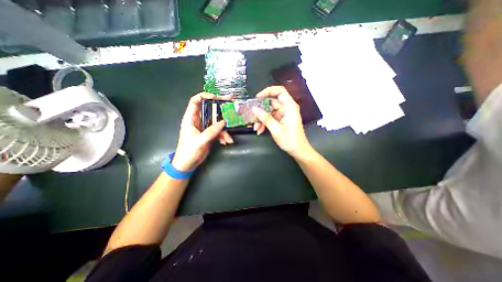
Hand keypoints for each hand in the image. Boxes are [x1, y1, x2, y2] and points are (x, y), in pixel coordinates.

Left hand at [171, 94, 234, 170]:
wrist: (188, 164)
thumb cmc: (188, 152)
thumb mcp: (200, 141)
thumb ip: (211, 131)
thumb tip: (223, 122)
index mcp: (191, 119)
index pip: (195, 102)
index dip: (204, 96)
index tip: (215, 97)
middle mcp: (198, 121)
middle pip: (209, 109)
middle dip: (220, 107)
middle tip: (232, 103)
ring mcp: (205, 127)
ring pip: (217, 122)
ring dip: (224, 129)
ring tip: (228, 139)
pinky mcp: (210, 134)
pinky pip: (219, 131)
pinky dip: (223, 136)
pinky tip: (226, 142)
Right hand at [253, 85, 312, 158]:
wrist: (298, 151)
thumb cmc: (290, 140)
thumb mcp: (276, 129)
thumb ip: (265, 118)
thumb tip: (254, 109)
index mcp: (289, 107)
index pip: (280, 91)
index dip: (268, 91)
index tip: (257, 98)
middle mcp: (287, 108)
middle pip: (272, 103)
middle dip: (261, 111)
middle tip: (253, 117)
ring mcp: (284, 115)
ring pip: (269, 112)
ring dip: (262, 119)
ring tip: (256, 128)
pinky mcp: (281, 120)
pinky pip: (271, 118)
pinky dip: (265, 123)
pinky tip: (260, 130)